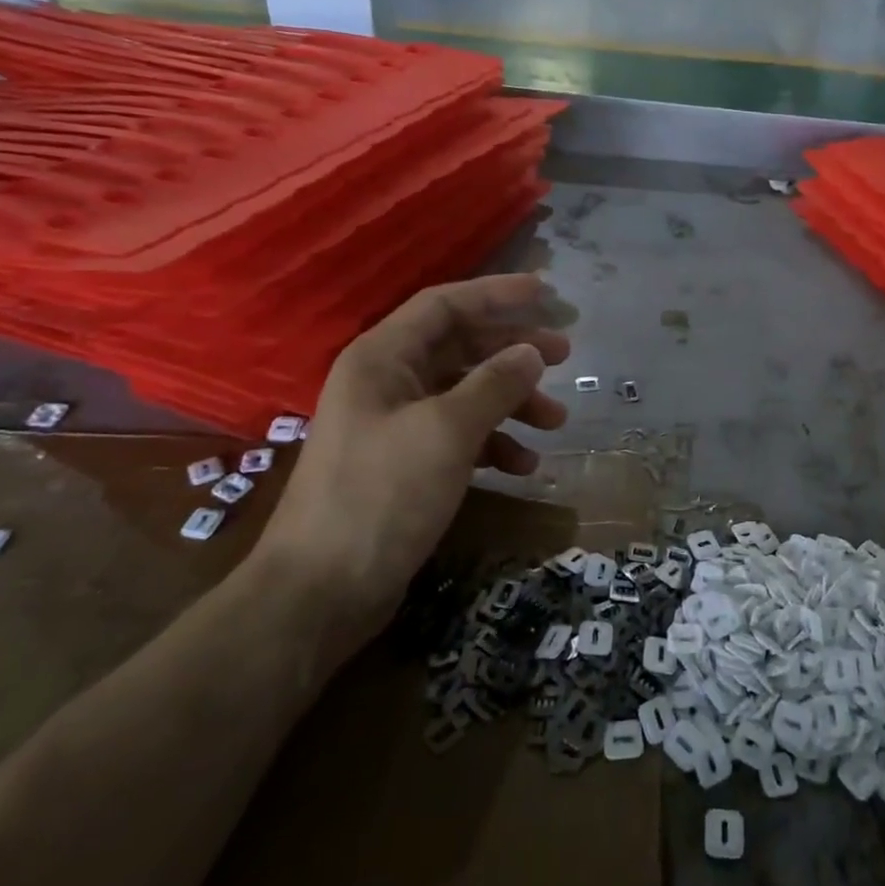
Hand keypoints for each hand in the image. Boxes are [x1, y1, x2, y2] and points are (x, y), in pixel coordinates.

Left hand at [252, 273, 570, 659]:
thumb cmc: (382, 496)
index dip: (496, 294)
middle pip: (460, 348)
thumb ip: (494, 384)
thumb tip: (531, 352)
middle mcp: (386, 383)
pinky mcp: (404, 467)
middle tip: (564, 356)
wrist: (321, 592)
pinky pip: (458, 437)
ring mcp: (394, 427)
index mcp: (382, 359)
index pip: (444, 305)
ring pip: (465, 395)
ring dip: (511, 402)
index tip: (546, 293)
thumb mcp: (447, 432)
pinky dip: (493, 444)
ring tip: (556, 421)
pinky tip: (523, 466)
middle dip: (513, 351)